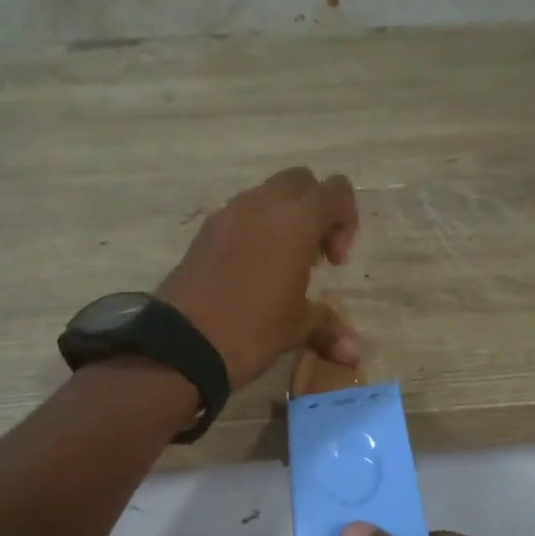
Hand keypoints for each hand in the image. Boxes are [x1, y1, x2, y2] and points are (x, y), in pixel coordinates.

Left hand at [158, 167, 359, 387]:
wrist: (180, 344)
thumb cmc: (251, 330)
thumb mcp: (295, 329)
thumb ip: (327, 327)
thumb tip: (354, 353)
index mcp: (295, 221)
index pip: (335, 191)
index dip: (346, 220)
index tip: (335, 261)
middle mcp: (261, 205)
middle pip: (300, 182)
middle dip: (314, 209)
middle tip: (314, 254)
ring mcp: (227, 214)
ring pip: (266, 195)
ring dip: (282, 218)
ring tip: (282, 266)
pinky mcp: (204, 232)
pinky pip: (239, 215)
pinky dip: (254, 230)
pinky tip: (251, 272)